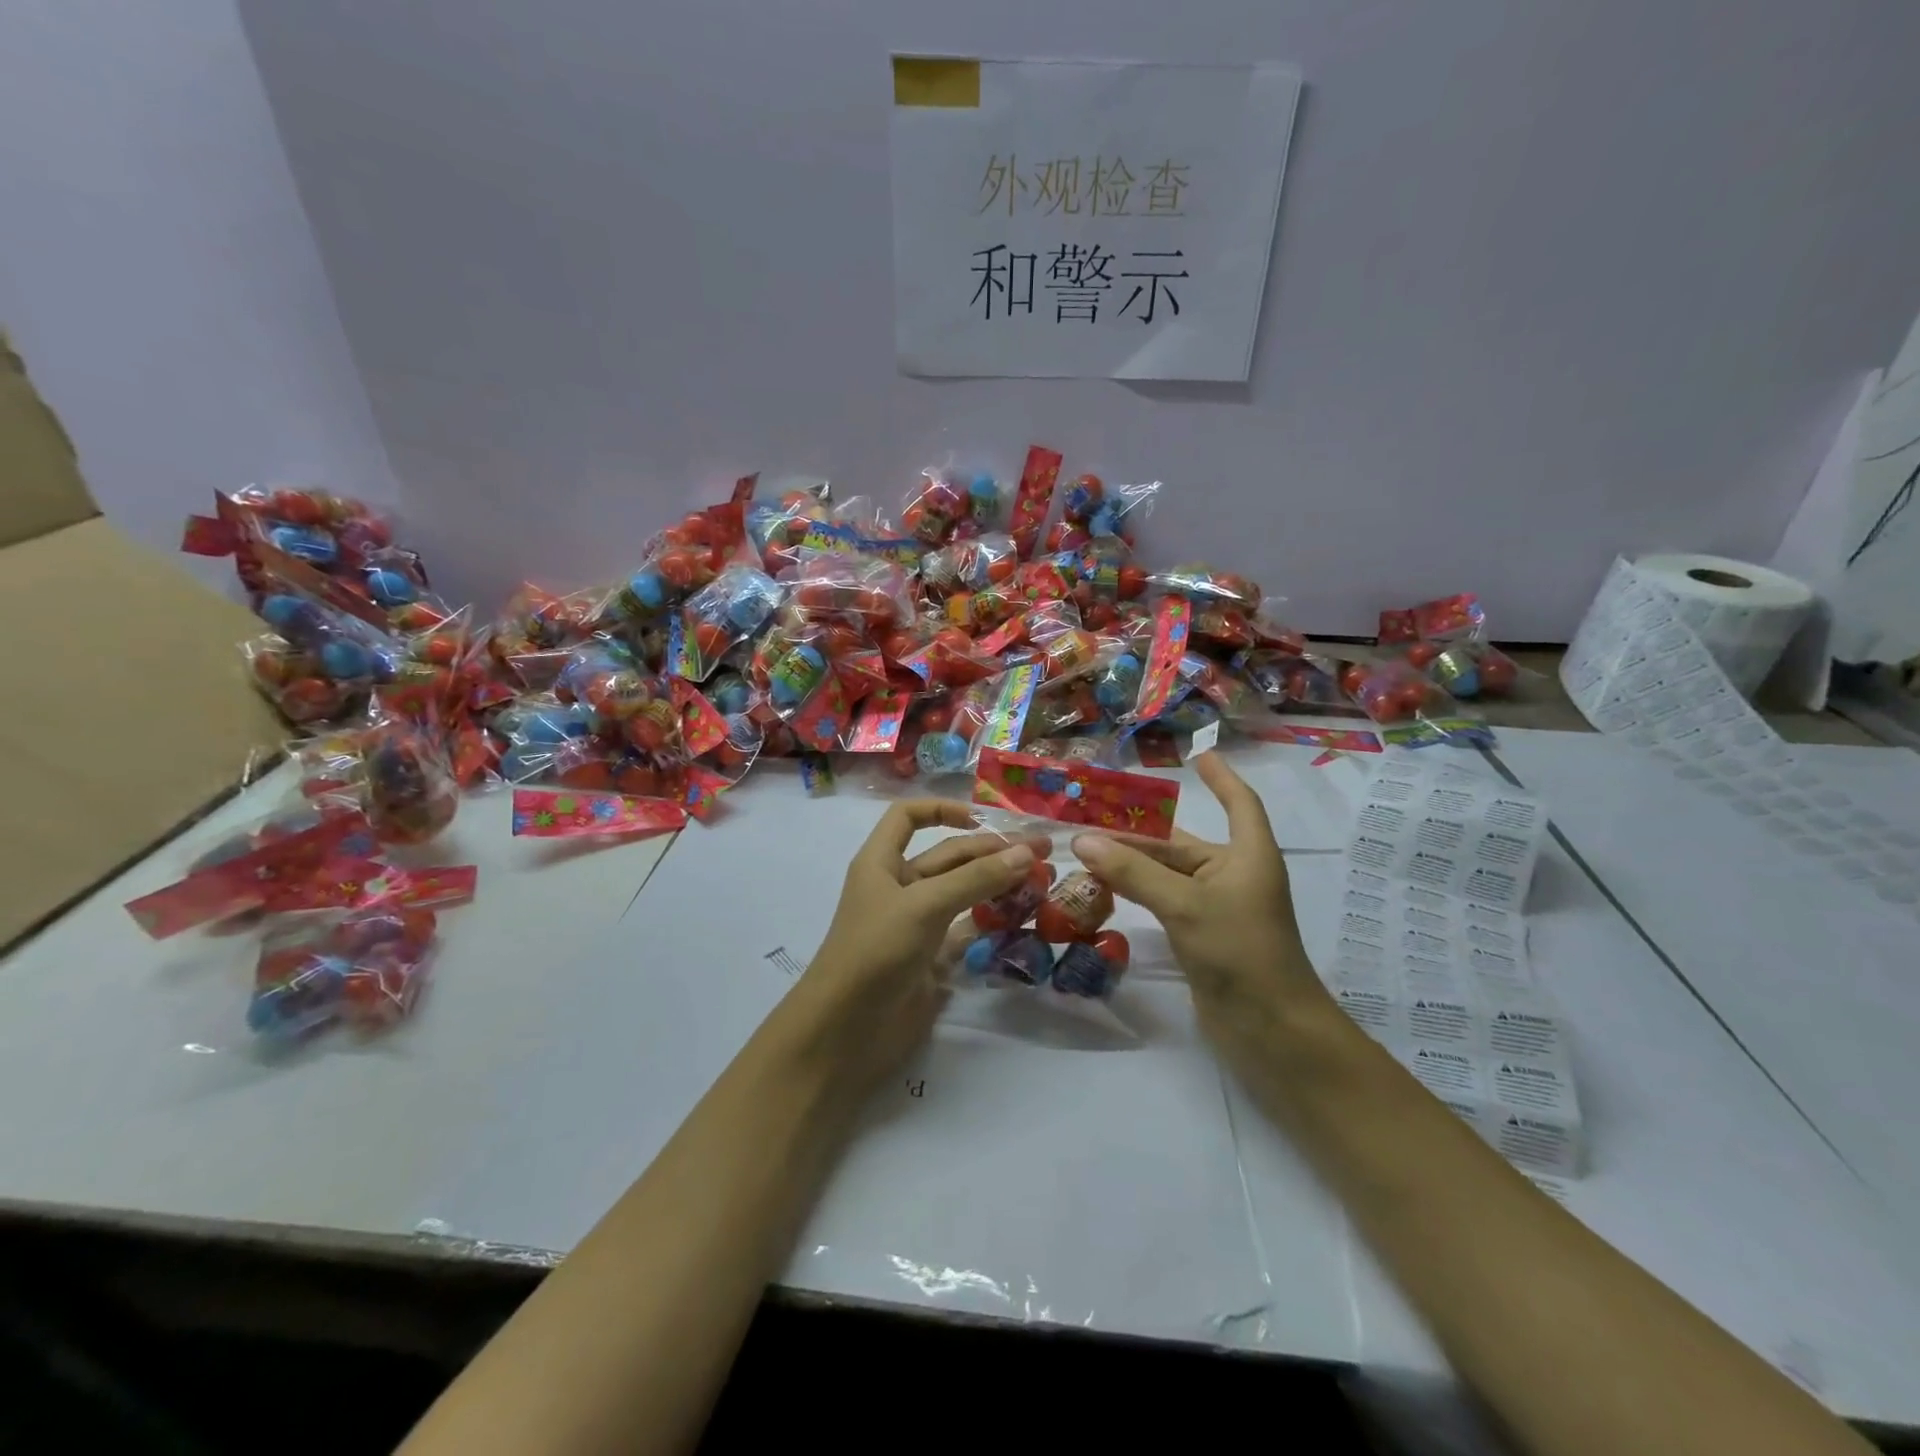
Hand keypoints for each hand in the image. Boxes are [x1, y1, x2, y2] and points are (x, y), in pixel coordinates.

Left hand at [791, 801, 1047, 1088]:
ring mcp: (916, 924)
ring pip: (963, 893)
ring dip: (998, 885)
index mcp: (882, 862)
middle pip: (948, 856)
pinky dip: (992, 922)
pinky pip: (967, 930)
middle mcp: (899, 887)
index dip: (942, 809)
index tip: (982, 819)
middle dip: (992, 851)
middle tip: (1044, 853)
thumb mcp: (924, 905)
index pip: (908, 817)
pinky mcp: (931, 959)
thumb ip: (976, 878)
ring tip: (1042, 883)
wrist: (846, 1032)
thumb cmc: (875, 951)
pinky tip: (1024, 919)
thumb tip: (1027, 853)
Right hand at [1069, 753, 1328, 1049]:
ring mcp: (1216, 908)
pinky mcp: (1201, 936)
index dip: (1222, 778)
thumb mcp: (1184, 904)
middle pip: (1182, 842)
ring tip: (1085, 848)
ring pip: (1167, 873)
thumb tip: (1081, 840)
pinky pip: (1163, 901)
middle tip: (1091, 816)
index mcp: (1247, 855)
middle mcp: (1233, 875)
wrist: (1270, 1030)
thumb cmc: (1240, 951)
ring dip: (1131, 863)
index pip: (1239, 803)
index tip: (1200, 756)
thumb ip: (1132, 872)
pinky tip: (1104, 887)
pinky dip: (1136, 891)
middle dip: (1140, 831)